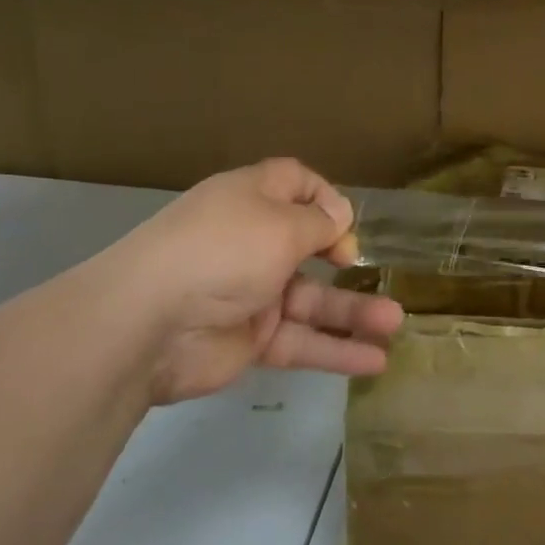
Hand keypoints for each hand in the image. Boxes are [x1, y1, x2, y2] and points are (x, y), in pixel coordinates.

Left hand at [91, 157, 402, 403]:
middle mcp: (252, 242)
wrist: (149, 324)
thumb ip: (318, 223)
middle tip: (359, 265)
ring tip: (396, 324)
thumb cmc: (223, 251)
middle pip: (307, 244)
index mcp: (251, 201)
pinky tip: (375, 360)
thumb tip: (339, 217)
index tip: (344, 220)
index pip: (293, 184)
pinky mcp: (251, 340)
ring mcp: (252, 293)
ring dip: (354, 312)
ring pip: (312, 301)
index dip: (323, 196)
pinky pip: (301, 341)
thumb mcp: (281, 225)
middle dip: (341, 256)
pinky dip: (336, 351)